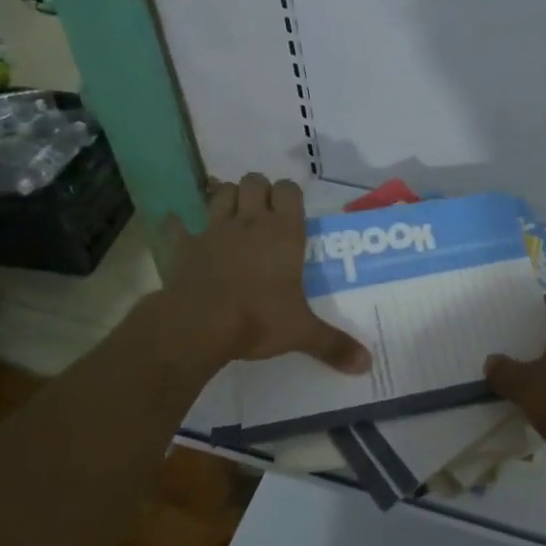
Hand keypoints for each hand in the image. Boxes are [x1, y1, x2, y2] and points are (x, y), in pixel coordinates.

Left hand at [152, 174, 370, 377]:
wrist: (198, 326)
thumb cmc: (257, 320)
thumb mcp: (301, 332)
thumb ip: (334, 344)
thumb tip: (367, 364)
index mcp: (283, 233)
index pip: (289, 190)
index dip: (289, 194)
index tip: (290, 212)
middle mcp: (249, 222)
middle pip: (254, 181)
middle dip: (257, 191)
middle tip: (262, 214)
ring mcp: (213, 230)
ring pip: (220, 193)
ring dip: (226, 199)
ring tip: (232, 218)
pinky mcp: (184, 245)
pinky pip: (178, 225)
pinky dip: (180, 225)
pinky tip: (183, 231)